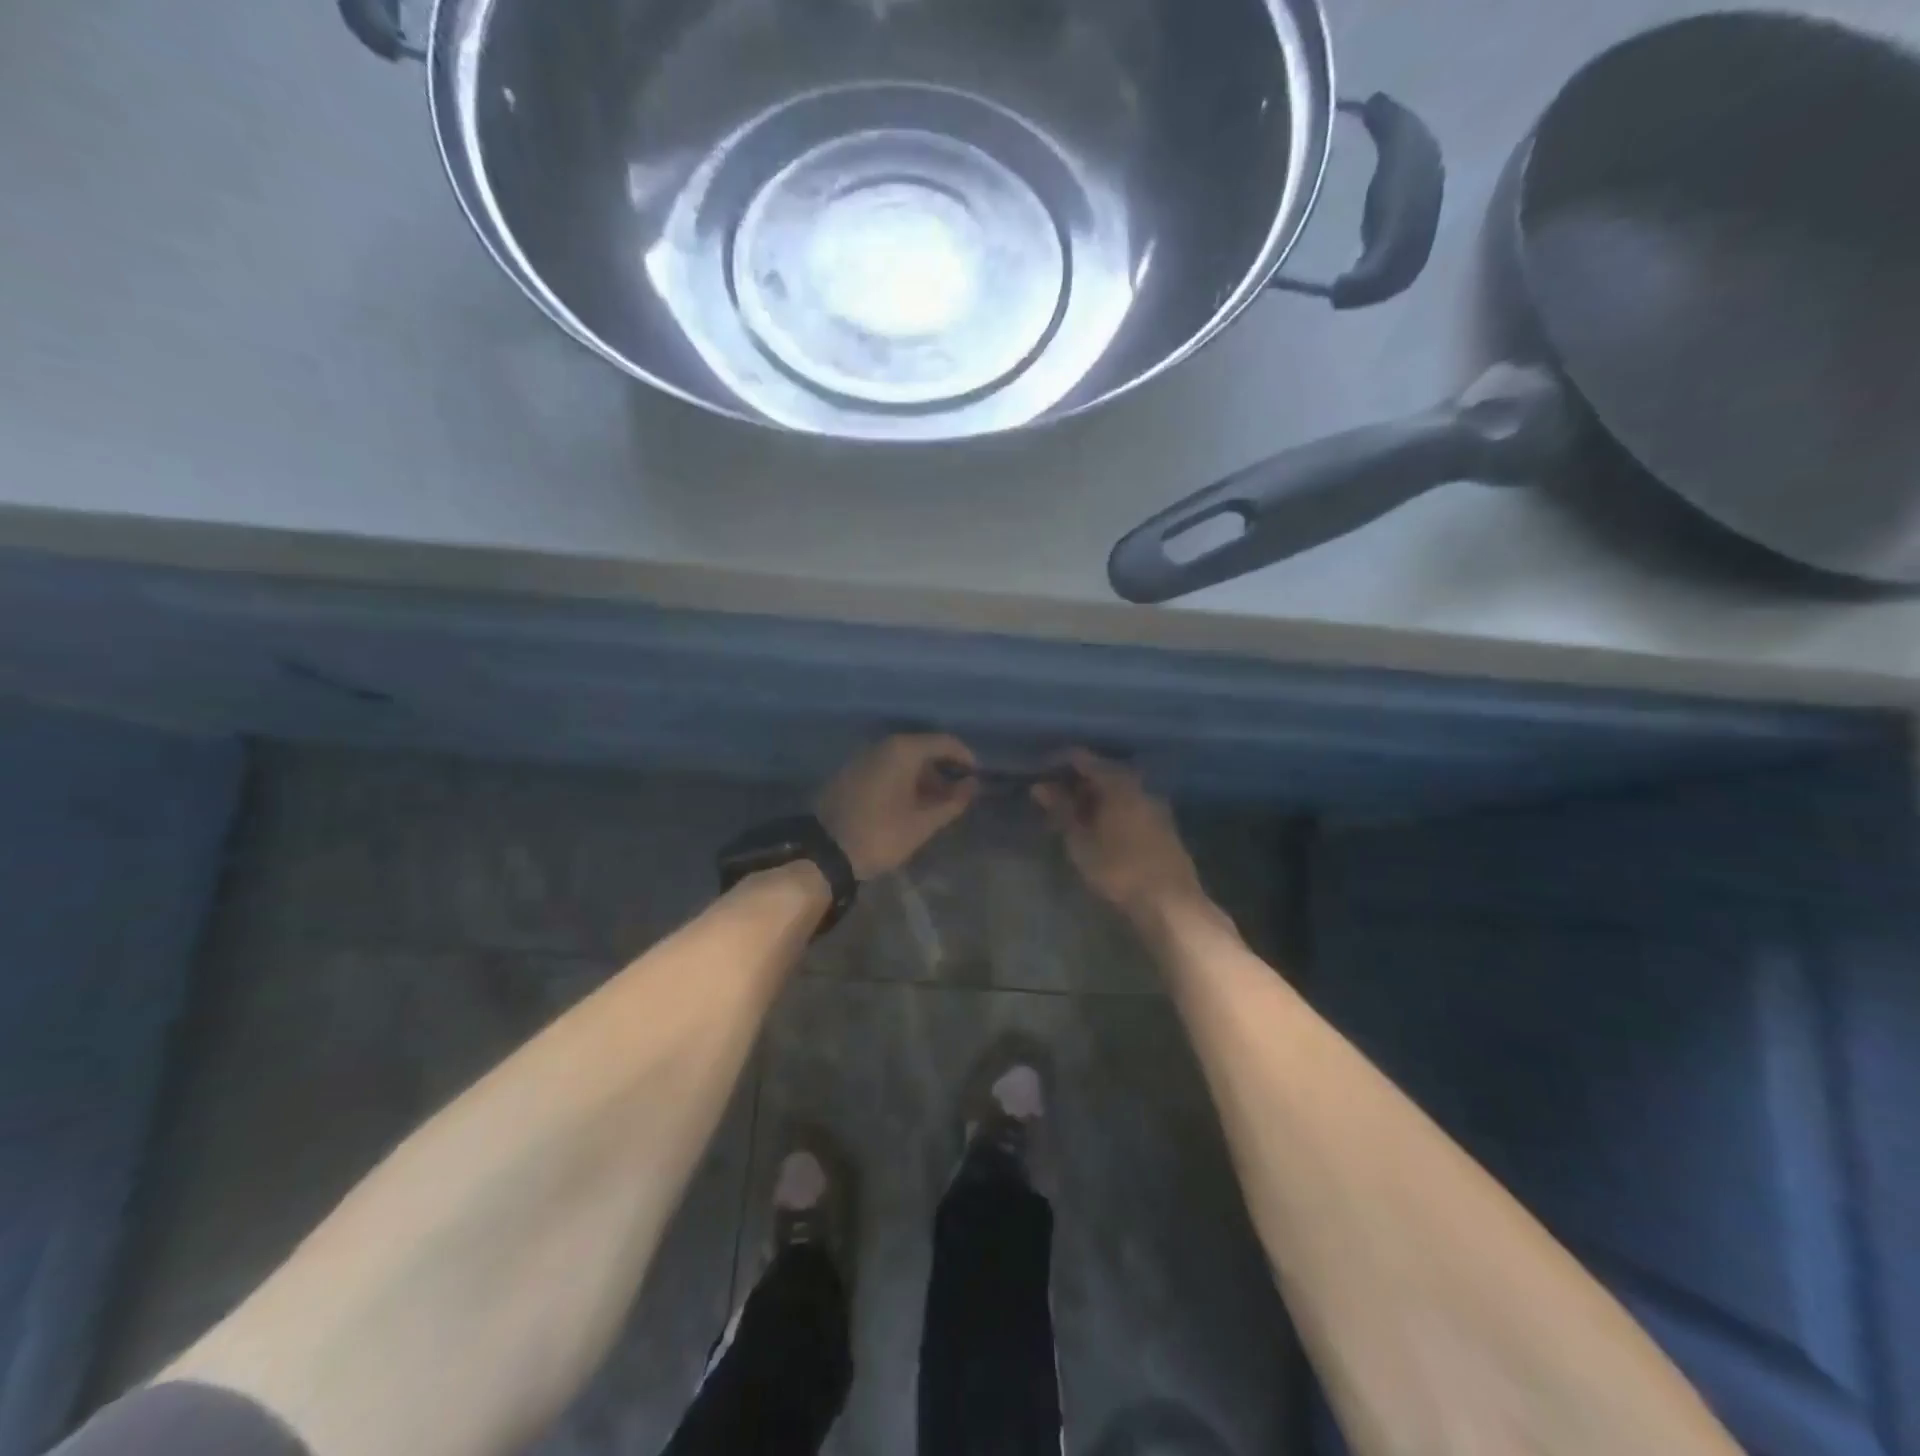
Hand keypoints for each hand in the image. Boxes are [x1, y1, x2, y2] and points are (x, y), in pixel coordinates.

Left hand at [817, 735, 979, 879]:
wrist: (824, 852)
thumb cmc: (881, 835)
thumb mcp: (923, 823)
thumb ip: (953, 801)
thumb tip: (972, 785)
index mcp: (904, 751)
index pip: (945, 742)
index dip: (966, 759)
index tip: (977, 779)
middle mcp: (883, 745)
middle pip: (923, 748)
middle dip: (944, 770)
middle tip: (958, 796)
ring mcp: (864, 757)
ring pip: (903, 759)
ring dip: (923, 777)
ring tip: (936, 804)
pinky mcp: (851, 772)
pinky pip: (886, 768)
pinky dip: (903, 780)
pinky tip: (909, 804)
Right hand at [1033, 750, 1208, 923]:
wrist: (1170, 903)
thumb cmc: (1119, 868)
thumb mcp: (1081, 841)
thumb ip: (1061, 809)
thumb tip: (1040, 786)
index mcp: (1118, 782)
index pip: (1082, 758)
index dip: (1058, 763)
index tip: (1038, 775)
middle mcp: (1139, 786)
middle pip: (1102, 773)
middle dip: (1075, 783)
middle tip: (1051, 799)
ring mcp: (1155, 805)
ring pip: (1117, 792)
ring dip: (1093, 800)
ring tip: (1070, 817)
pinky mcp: (1163, 826)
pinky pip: (1129, 807)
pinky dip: (1109, 812)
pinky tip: (1097, 829)